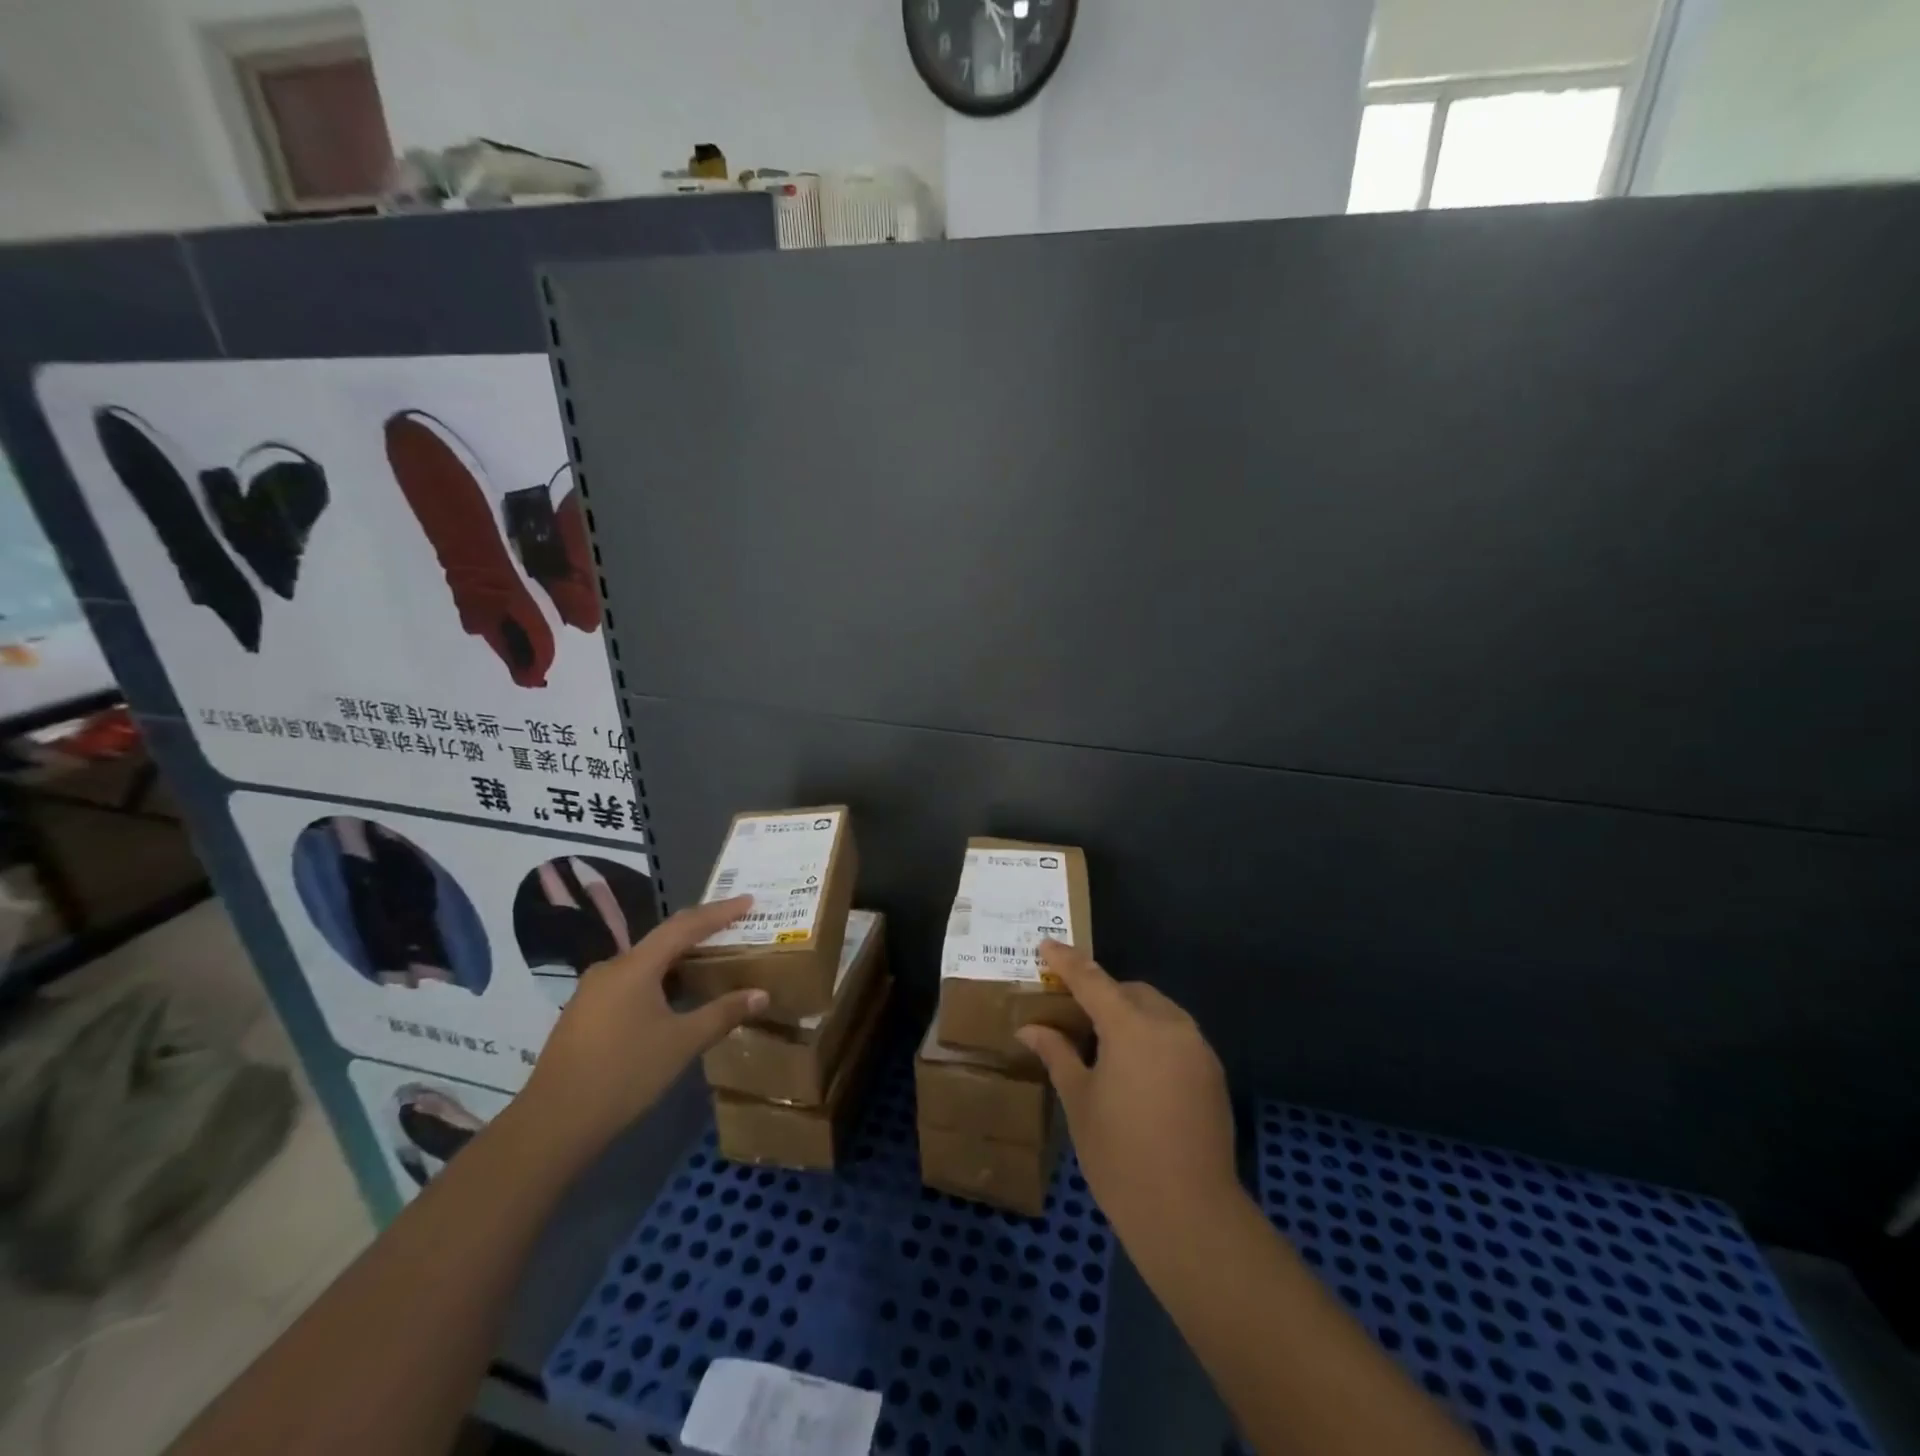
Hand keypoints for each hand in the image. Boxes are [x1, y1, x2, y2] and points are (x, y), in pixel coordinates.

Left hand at [517, 896, 765, 1158]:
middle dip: (700, 934)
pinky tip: (674, 1000)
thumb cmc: (624, 1074)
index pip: (684, 926)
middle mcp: (611, 968)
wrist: (553, 1124)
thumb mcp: (682, 1043)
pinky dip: (659, 982)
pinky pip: (630, 983)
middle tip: (734, 930)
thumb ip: (723, 1013)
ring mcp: (592, 992)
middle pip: (663, 941)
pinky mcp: (584, 1014)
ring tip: (710, 965)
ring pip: (646, 964)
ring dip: (679, 962)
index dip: (719, 912)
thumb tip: (761, 994)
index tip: (748, 900)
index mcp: (634, 966)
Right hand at [1017, 941, 1236, 1243]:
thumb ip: (1057, 1054)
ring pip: (1158, 1011)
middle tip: (1074, 1014)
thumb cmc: (1120, 1155)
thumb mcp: (1079, 1101)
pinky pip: (1177, 1036)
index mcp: (1131, 1026)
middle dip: (1103, 994)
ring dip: (1131, 1014)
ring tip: (1105, 1045)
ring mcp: (1197, 1048)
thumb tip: (1030, 1028)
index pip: (1092, 979)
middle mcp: (1170, 1025)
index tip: (1046, 944)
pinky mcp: (1212, 1073)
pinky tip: (1137, 1071)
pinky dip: (1154, 1037)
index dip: (1067, 961)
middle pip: (1130, 992)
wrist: (1190, 1214)